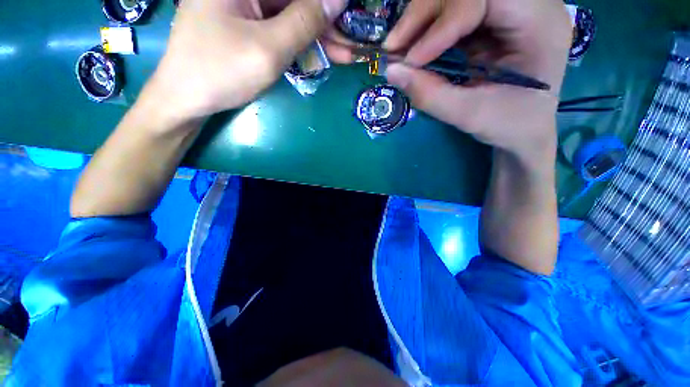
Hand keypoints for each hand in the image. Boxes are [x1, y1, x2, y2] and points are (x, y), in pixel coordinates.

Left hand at [144, 0, 347, 121]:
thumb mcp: (268, 48)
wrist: (188, 99)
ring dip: (320, 35)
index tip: (351, 13)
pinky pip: (283, 27)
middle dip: (326, 21)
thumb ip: (303, 21)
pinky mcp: (248, 24)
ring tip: (347, 53)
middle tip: (354, 39)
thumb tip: (338, 0)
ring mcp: (245, 5)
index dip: (326, 2)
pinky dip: (304, 42)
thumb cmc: (221, 72)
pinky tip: (324, 54)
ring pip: (292, 14)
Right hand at [330, 0, 570, 164]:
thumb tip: (392, 70)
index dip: (443, 20)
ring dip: (424, 15)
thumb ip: (432, 93)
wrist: (526, 136)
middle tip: (396, 45)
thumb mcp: (472, 116)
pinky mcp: (493, 22)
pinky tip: (414, 45)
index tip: (410, 55)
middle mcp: (531, 4)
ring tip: (399, 46)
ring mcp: (511, 10)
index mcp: (541, 22)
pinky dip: (430, 24)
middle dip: (428, 11)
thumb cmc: (509, 129)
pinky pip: (456, 9)